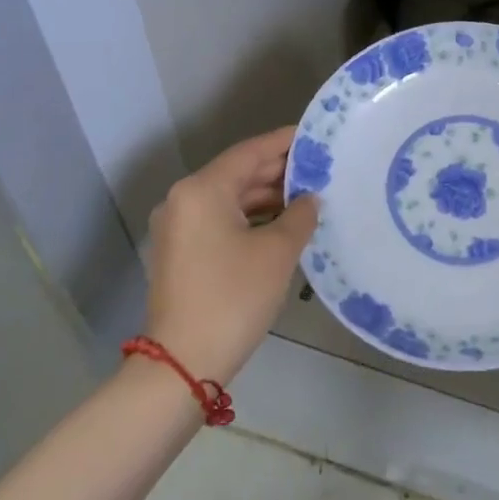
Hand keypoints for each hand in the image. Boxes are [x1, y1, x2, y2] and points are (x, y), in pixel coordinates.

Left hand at [141, 126, 317, 383]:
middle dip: (279, 171)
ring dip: (267, 197)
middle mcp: (184, 200)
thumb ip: (300, 215)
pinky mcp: (181, 252)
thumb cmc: (233, 297)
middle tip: (320, 168)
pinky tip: (282, 224)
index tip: (316, 136)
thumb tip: (310, 199)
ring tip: (309, 196)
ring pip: (230, 198)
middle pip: (238, 173)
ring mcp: (178, 227)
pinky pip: (220, 220)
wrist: (183, 363)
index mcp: (202, 189)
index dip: (285, 142)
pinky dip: (250, 218)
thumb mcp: (277, 252)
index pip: (251, 152)